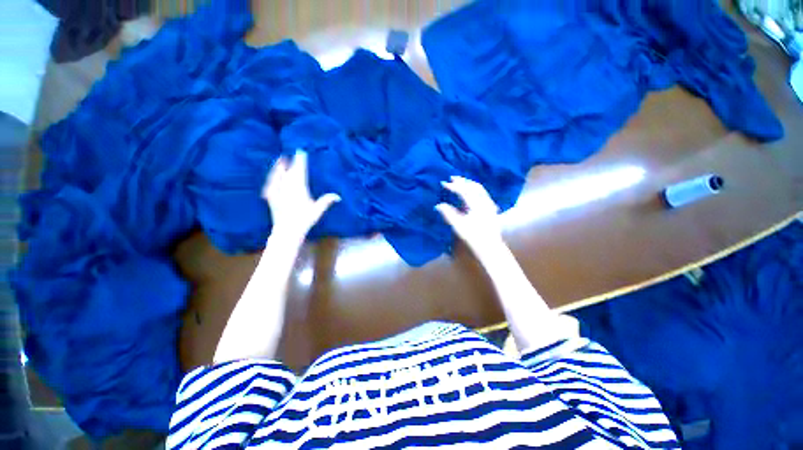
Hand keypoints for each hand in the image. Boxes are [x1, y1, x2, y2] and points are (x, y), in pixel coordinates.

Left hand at [262, 150, 339, 240]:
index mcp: (299, 187)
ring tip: (281, 160)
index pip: (300, 170)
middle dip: (293, 162)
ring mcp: (277, 191)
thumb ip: (327, 201)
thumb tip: (338, 196)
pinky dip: (272, 178)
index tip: (301, 151)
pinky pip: (270, 184)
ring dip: (280, 167)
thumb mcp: (318, 210)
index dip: (300, 160)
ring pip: (278, 175)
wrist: (287, 230)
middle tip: (295, 154)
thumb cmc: (304, 220)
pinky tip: (272, 177)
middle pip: (289, 171)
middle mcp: (287, 187)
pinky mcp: (271, 197)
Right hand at [436, 176, 503, 256]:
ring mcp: (490, 206)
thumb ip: (448, 214)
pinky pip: (483, 194)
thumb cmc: (473, 237)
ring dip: (470, 184)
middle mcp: (484, 202)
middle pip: (474, 187)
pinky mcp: (491, 210)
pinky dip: (475, 190)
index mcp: (476, 205)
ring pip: (480, 190)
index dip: (453, 186)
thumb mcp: (458, 226)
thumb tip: (439, 205)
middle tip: (452, 178)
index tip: (443, 183)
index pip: (464, 191)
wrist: (490, 248)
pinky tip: (472, 193)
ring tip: (461, 182)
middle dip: (463, 181)